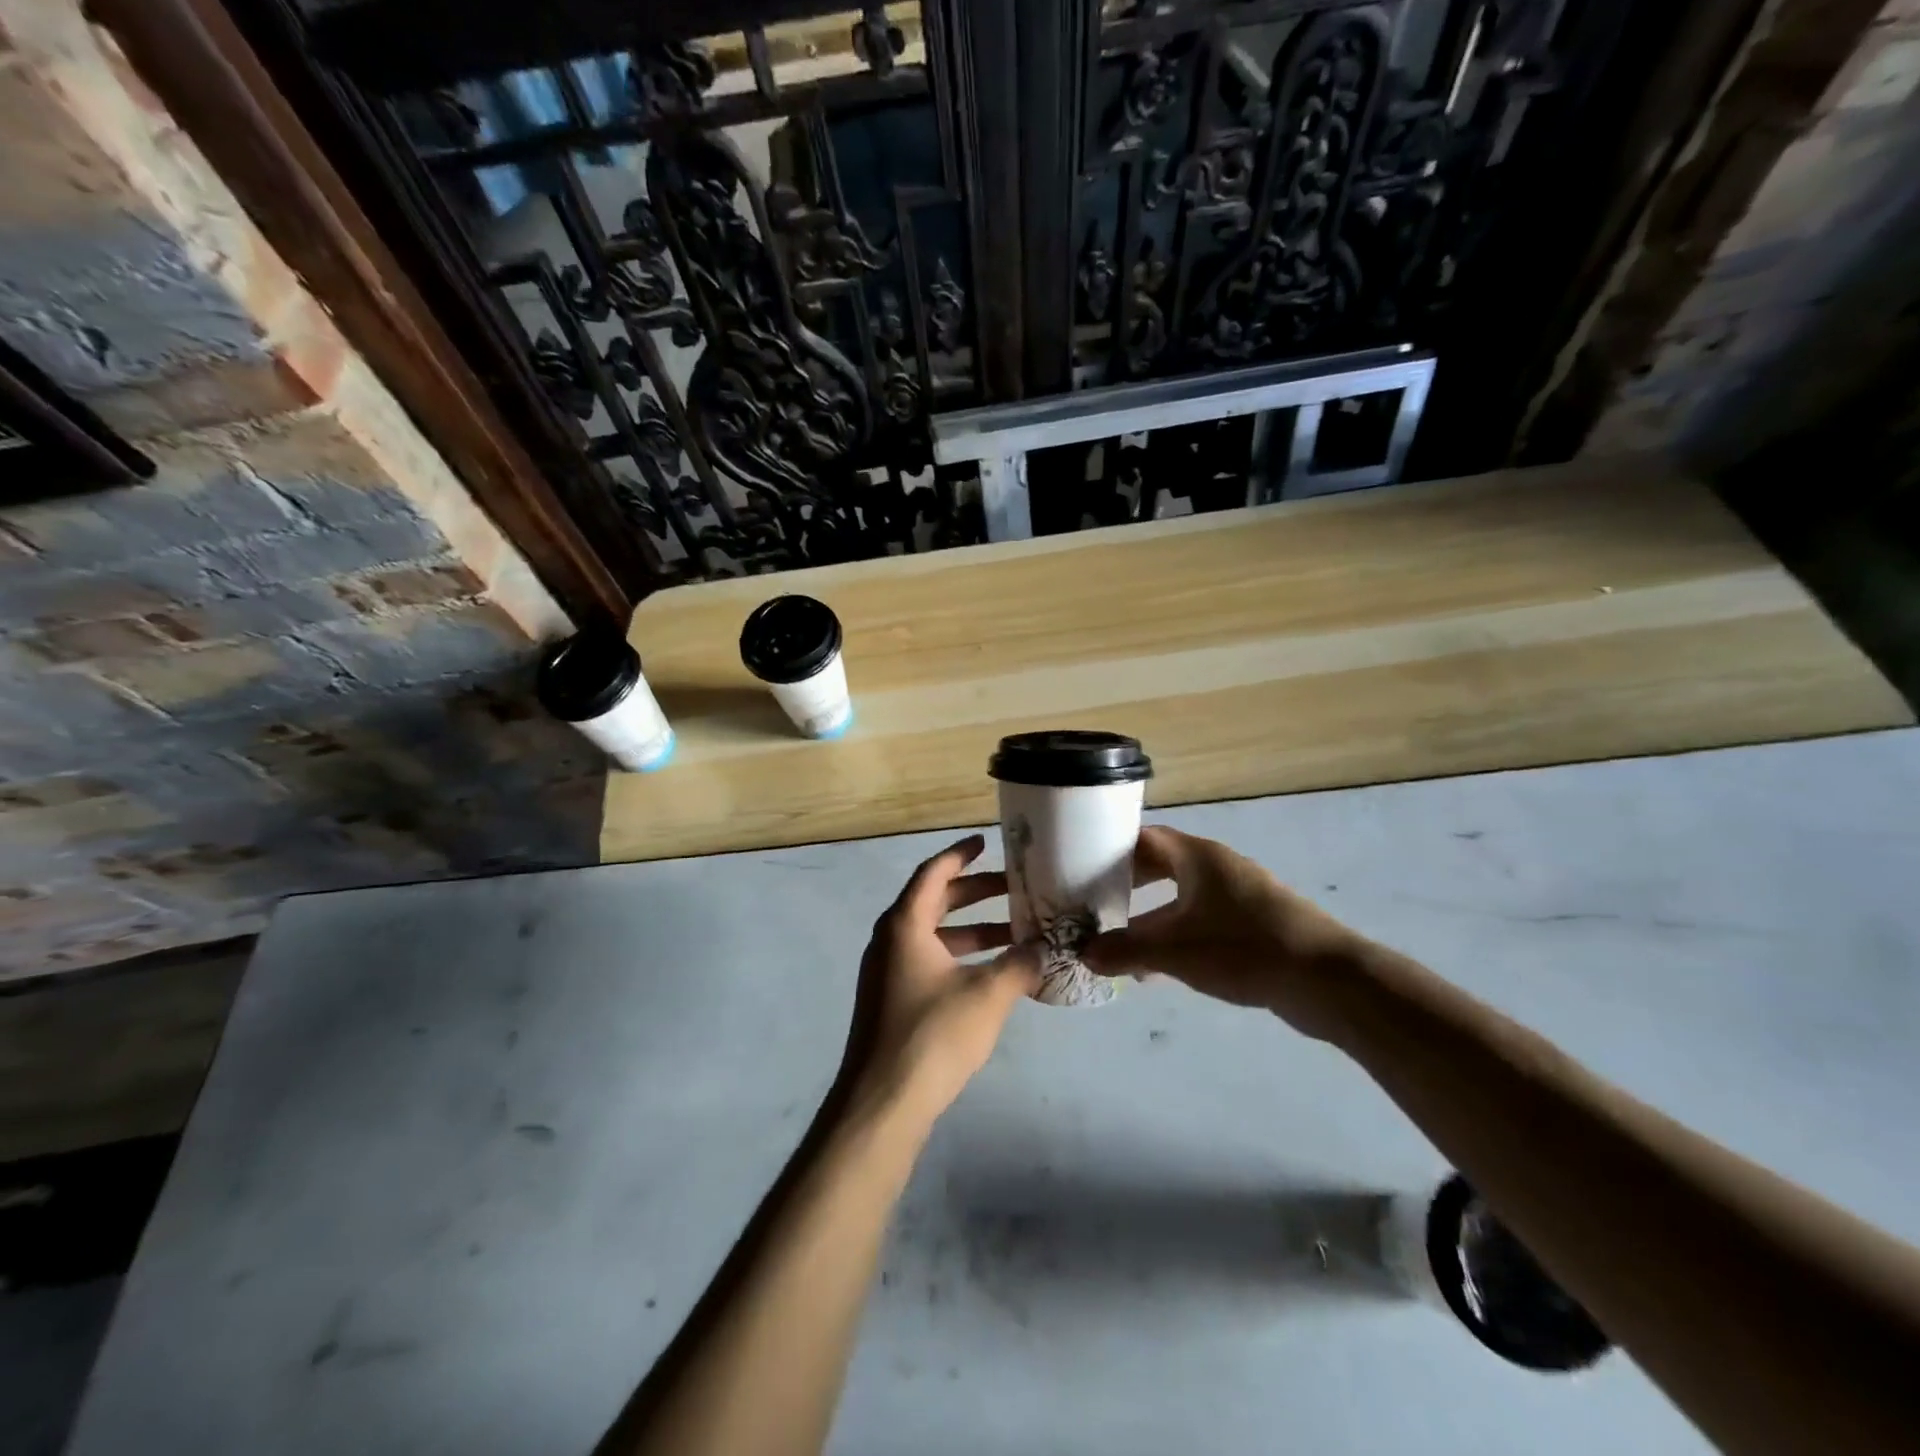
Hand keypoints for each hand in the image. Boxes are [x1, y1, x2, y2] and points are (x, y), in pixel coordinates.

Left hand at [841, 836, 1041, 1124]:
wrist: (882, 1103)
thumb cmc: (933, 1035)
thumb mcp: (988, 995)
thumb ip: (1020, 964)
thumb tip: (1045, 948)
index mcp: (904, 925)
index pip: (933, 873)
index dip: (960, 854)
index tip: (986, 842)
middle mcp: (890, 940)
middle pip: (935, 902)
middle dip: (975, 893)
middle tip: (1015, 888)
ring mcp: (887, 972)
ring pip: (934, 936)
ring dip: (973, 931)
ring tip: (1016, 933)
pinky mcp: (891, 1001)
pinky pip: (929, 961)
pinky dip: (960, 957)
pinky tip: (993, 974)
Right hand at [1082, 826, 1367, 1039]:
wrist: (1325, 980)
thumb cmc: (1242, 948)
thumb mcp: (1173, 951)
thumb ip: (1125, 950)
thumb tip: (1084, 954)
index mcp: (1197, 856)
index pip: (1145, 837)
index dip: (1111, 848)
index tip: (1081, 865)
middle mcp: (1217, 866)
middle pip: (1161, 865)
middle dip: (1127, 885)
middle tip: (1094, 902)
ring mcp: (1239, 894)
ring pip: (1181, 896)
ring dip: (1151, 916)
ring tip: (1119, 941)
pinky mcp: (1254, 923)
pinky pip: (1201, 920)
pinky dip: (1176, 935)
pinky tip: (1159, 969)